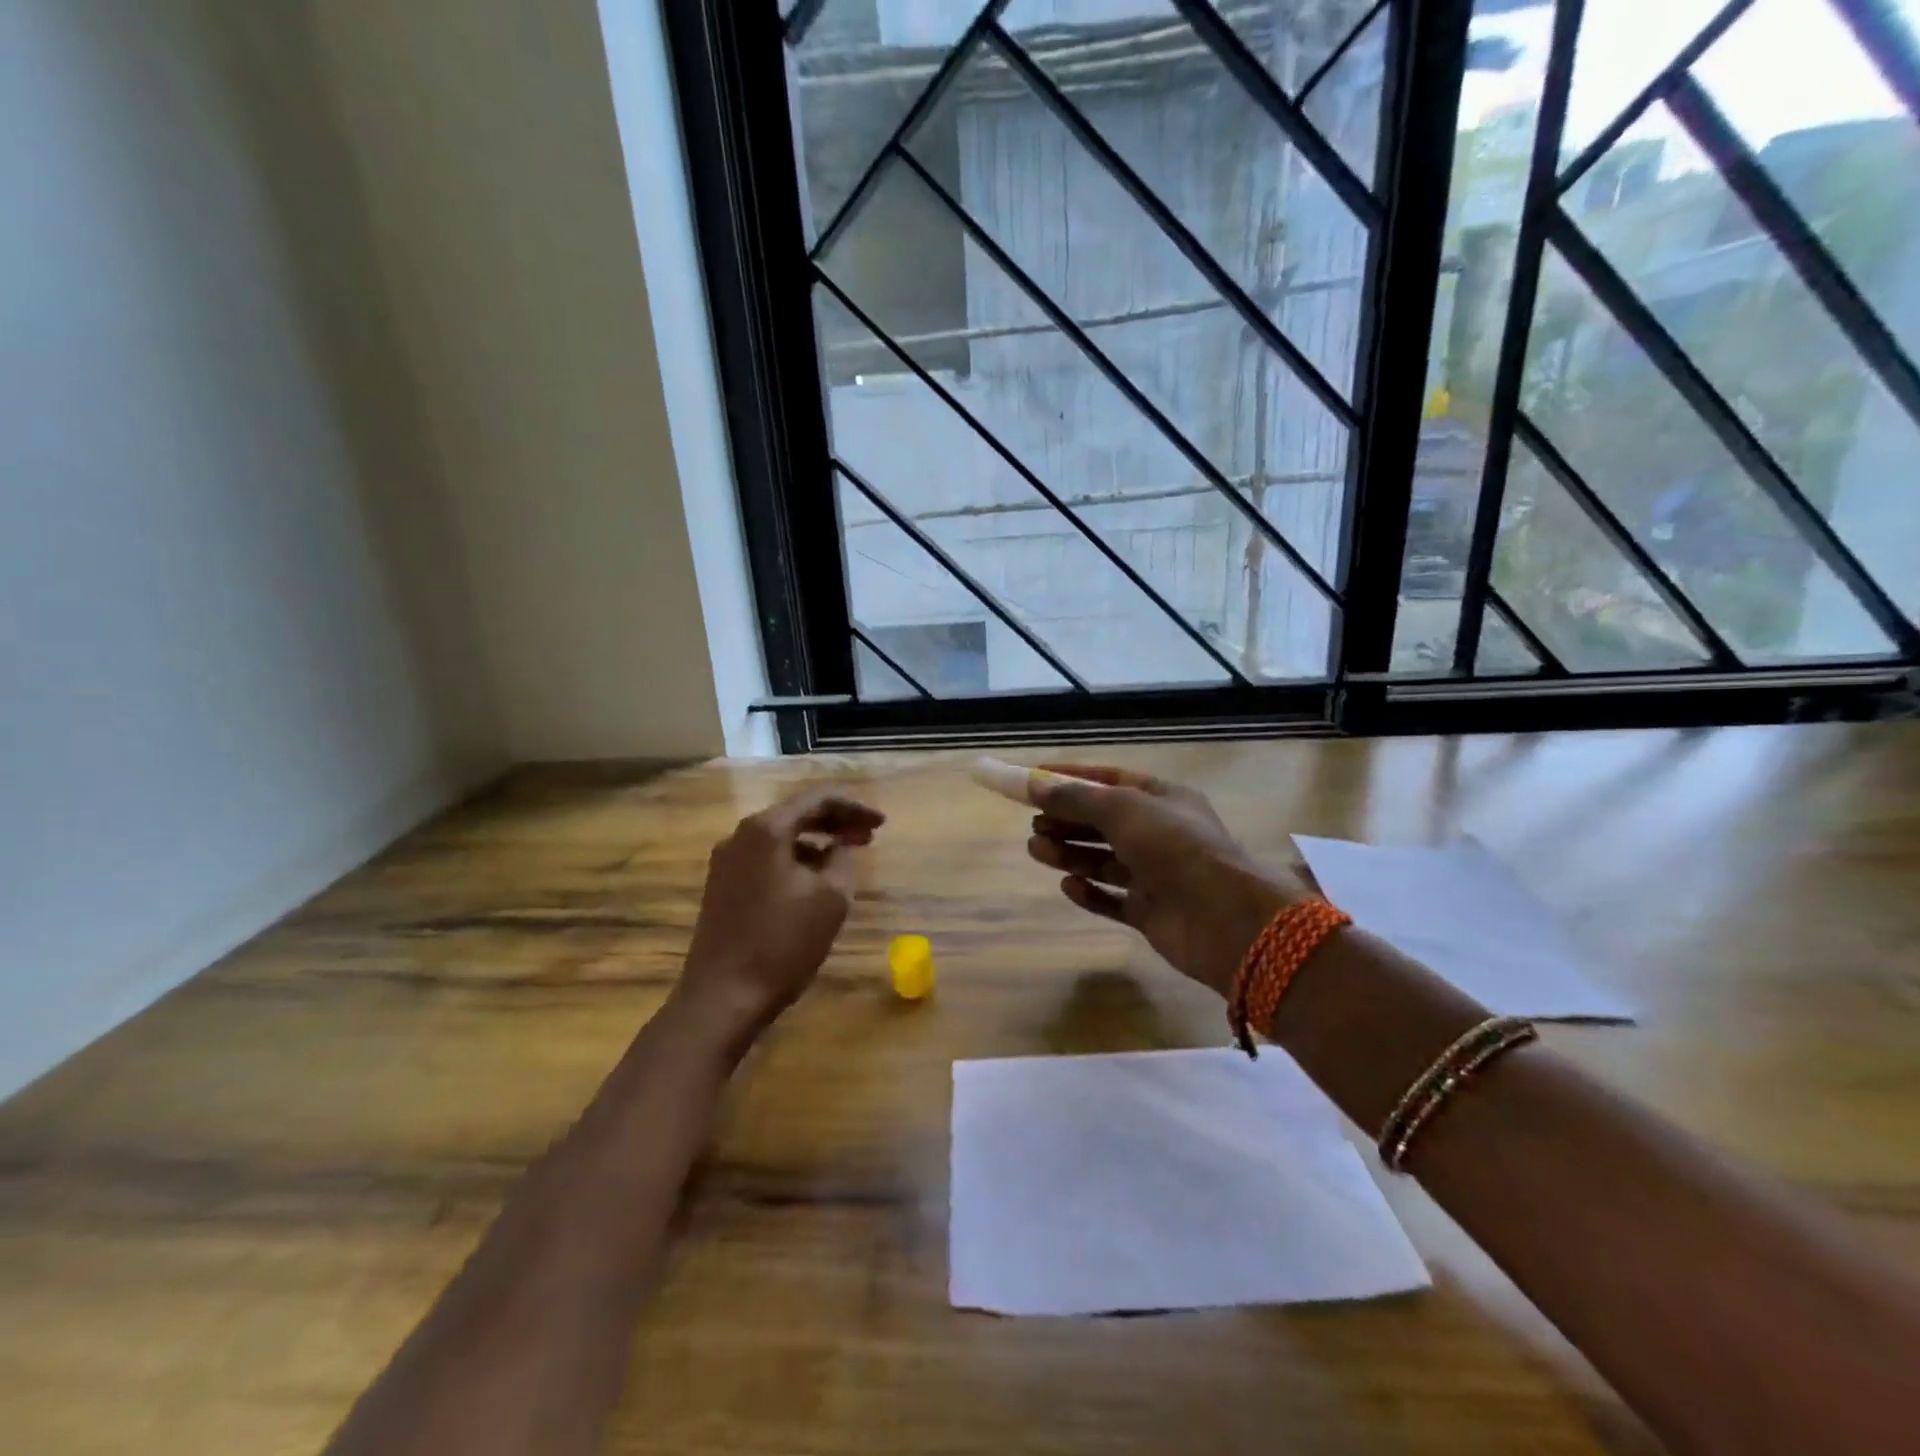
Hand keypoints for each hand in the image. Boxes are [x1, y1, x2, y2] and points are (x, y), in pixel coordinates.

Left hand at [676, 784, 884, 1046]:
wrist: (722, 996)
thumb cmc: (782, 943)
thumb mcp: (830, 898)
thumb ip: (841, 860)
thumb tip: (838, 848)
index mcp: (766, 829)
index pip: (817, 799)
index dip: (854, 807)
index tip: (882, 821)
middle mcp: (740, 835)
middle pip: (796, 814)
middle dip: (835, 822)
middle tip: (869, 835)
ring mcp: (726, 862)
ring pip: (780, 838)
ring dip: (815, 842)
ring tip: (846, 856)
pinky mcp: (722, 887)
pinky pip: (766, 859)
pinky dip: (795, 860)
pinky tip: (814, 880)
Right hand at [1026, 765, 1311, 996]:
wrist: (1224, 918)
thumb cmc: (1174, 847)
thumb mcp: (1122, 809)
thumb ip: (1074, 798)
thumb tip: (1033, 784)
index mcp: (1162, 798)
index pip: (1109, 780)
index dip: (1070, 778)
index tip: (1033, 780)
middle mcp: (1160, 833)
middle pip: (1103, 822)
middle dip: (1066, 820)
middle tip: (1033, 824)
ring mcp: (1157, 875)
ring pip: (1104, 860)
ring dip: (1070, 853)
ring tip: (1035, 850)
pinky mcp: (1152, 912)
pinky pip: (1113, 899)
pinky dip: (1090, 892)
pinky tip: (1068, 886)